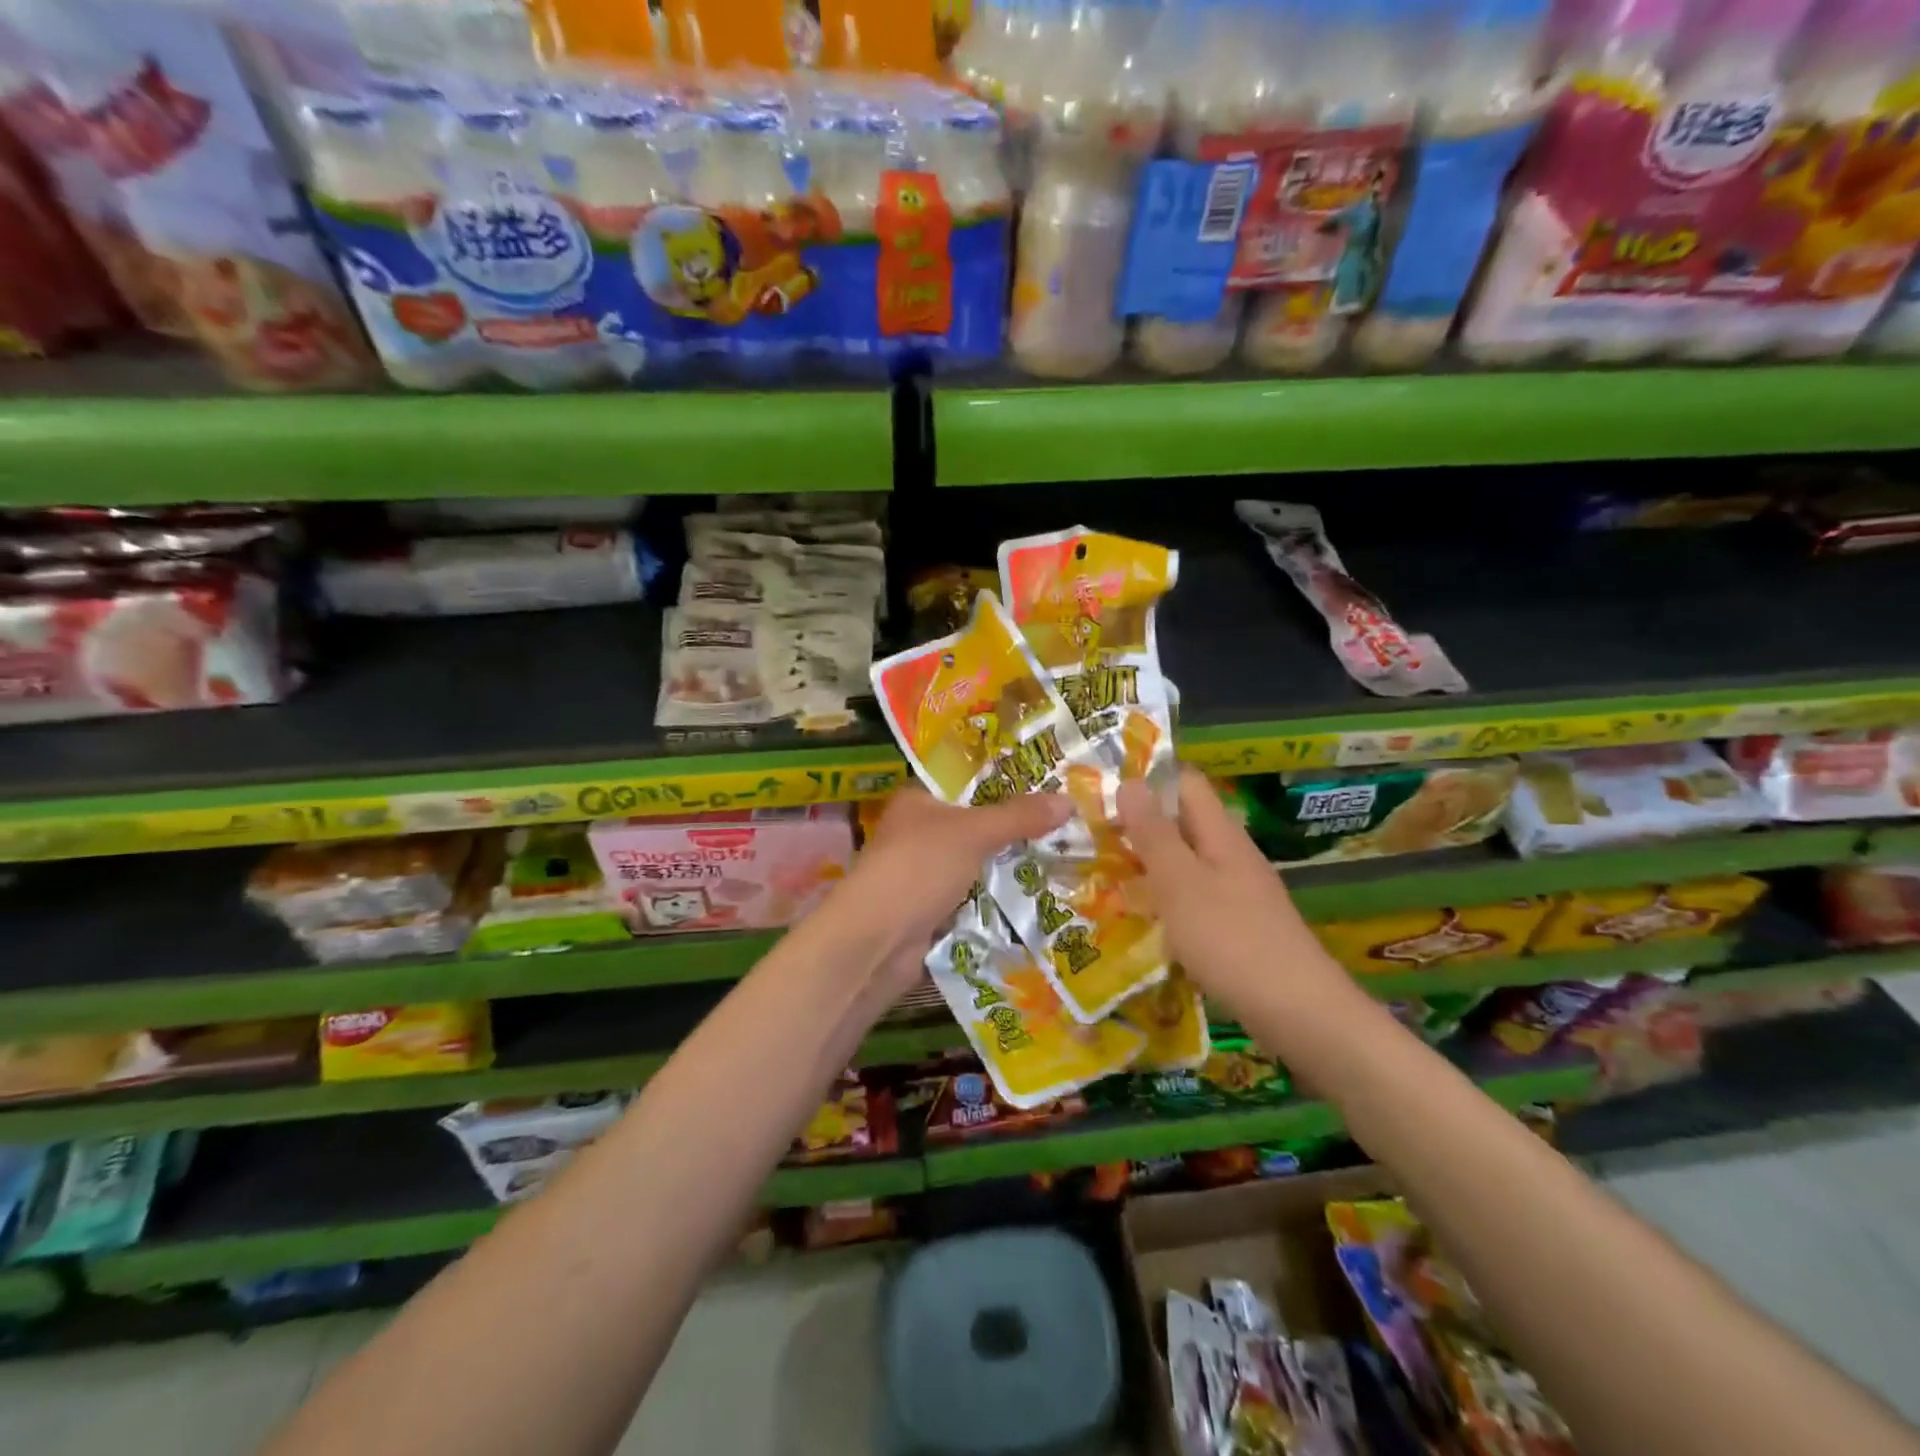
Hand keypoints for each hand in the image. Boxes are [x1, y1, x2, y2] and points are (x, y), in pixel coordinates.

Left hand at [818, 786, 1070, 994]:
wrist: (877, 940)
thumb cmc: (919, 867)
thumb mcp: (974, 833)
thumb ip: (1019, 817)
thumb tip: (1069, 801)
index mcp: (917, 801)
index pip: (965, 784)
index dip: (1004, 784)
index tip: (1048, 788)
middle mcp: (916, 833)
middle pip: (973, 826)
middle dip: (1013, 830)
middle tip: (1064, 828)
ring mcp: (920, 874)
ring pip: (973, 864)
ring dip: (1005, 868)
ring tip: (1059, 861)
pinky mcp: (927, 911)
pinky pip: (969, 898)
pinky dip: (993, 900)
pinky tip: (1032, 900)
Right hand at [1117, 768, 1353, 1017]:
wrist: (1299, 1013)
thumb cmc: (1231, 940)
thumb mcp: (1180, 882)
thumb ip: (1153, 833)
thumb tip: (1130, 781)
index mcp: (1221, 834)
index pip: (1186, 783)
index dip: (1148, 779)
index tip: (1104, 791)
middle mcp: (1232, 855)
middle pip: (1184, 823)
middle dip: (1140, 825)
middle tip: (1091, 836)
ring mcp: (1239, 892)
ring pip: (1187, 862)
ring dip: (1149, 864)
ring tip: (1104, 875)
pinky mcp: (1239, 926)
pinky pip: (1195, 897)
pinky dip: (1166, 899)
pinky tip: (1142, 919)